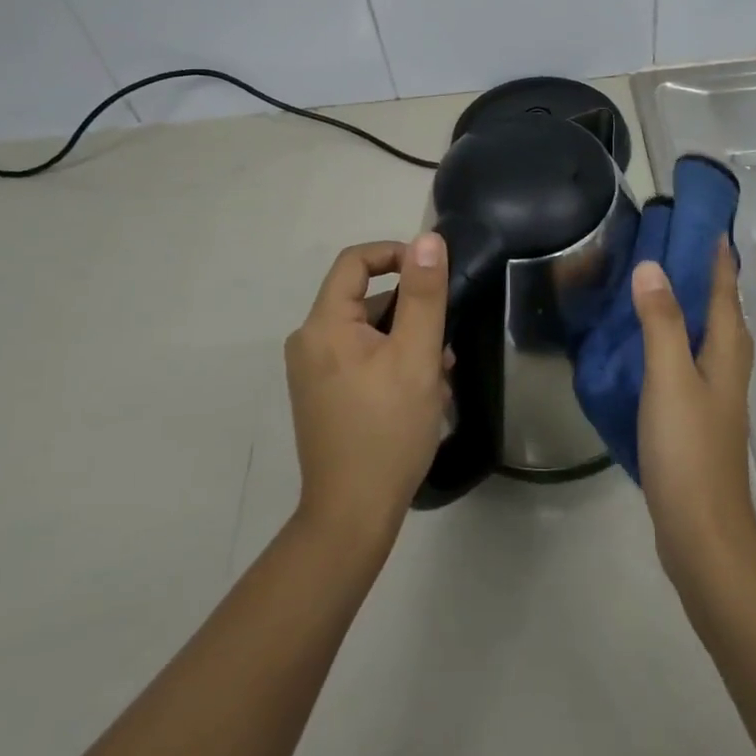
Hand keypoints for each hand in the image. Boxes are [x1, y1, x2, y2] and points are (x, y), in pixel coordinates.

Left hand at [284, 236, 450, 544]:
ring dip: (408, 342)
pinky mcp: (324, 395)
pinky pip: (362, 358)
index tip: (434, 274)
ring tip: (440, 376)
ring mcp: (314, 371)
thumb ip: (424, 294)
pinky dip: (393, 363)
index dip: (396, 255)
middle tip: (445, 344)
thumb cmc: (387, 430)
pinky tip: (423, 394)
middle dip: (411, 313)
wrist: (351, 516)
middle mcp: (310, 341)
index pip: (355, 261)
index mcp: (323, 325)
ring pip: (369, 332)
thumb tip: (427, 239)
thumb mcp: (416, 356)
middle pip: (366, 299)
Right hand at [633, 241, 755, 585]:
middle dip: (708, 278)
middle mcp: (728, 368)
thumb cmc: (688, 448)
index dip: (718, 257)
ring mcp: (716, 396)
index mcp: (727, 352)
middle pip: (725, 312)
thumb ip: (661, 322)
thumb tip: (653, 266)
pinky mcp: (699, 418)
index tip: (707, 224)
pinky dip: (676, 339)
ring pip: (709, 337)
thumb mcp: (669, 377)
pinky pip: (691, 361)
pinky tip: (652, 346)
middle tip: (677, 248)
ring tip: (662, 287)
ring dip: (692, 308)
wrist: (701, 531)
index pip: (726, 291)